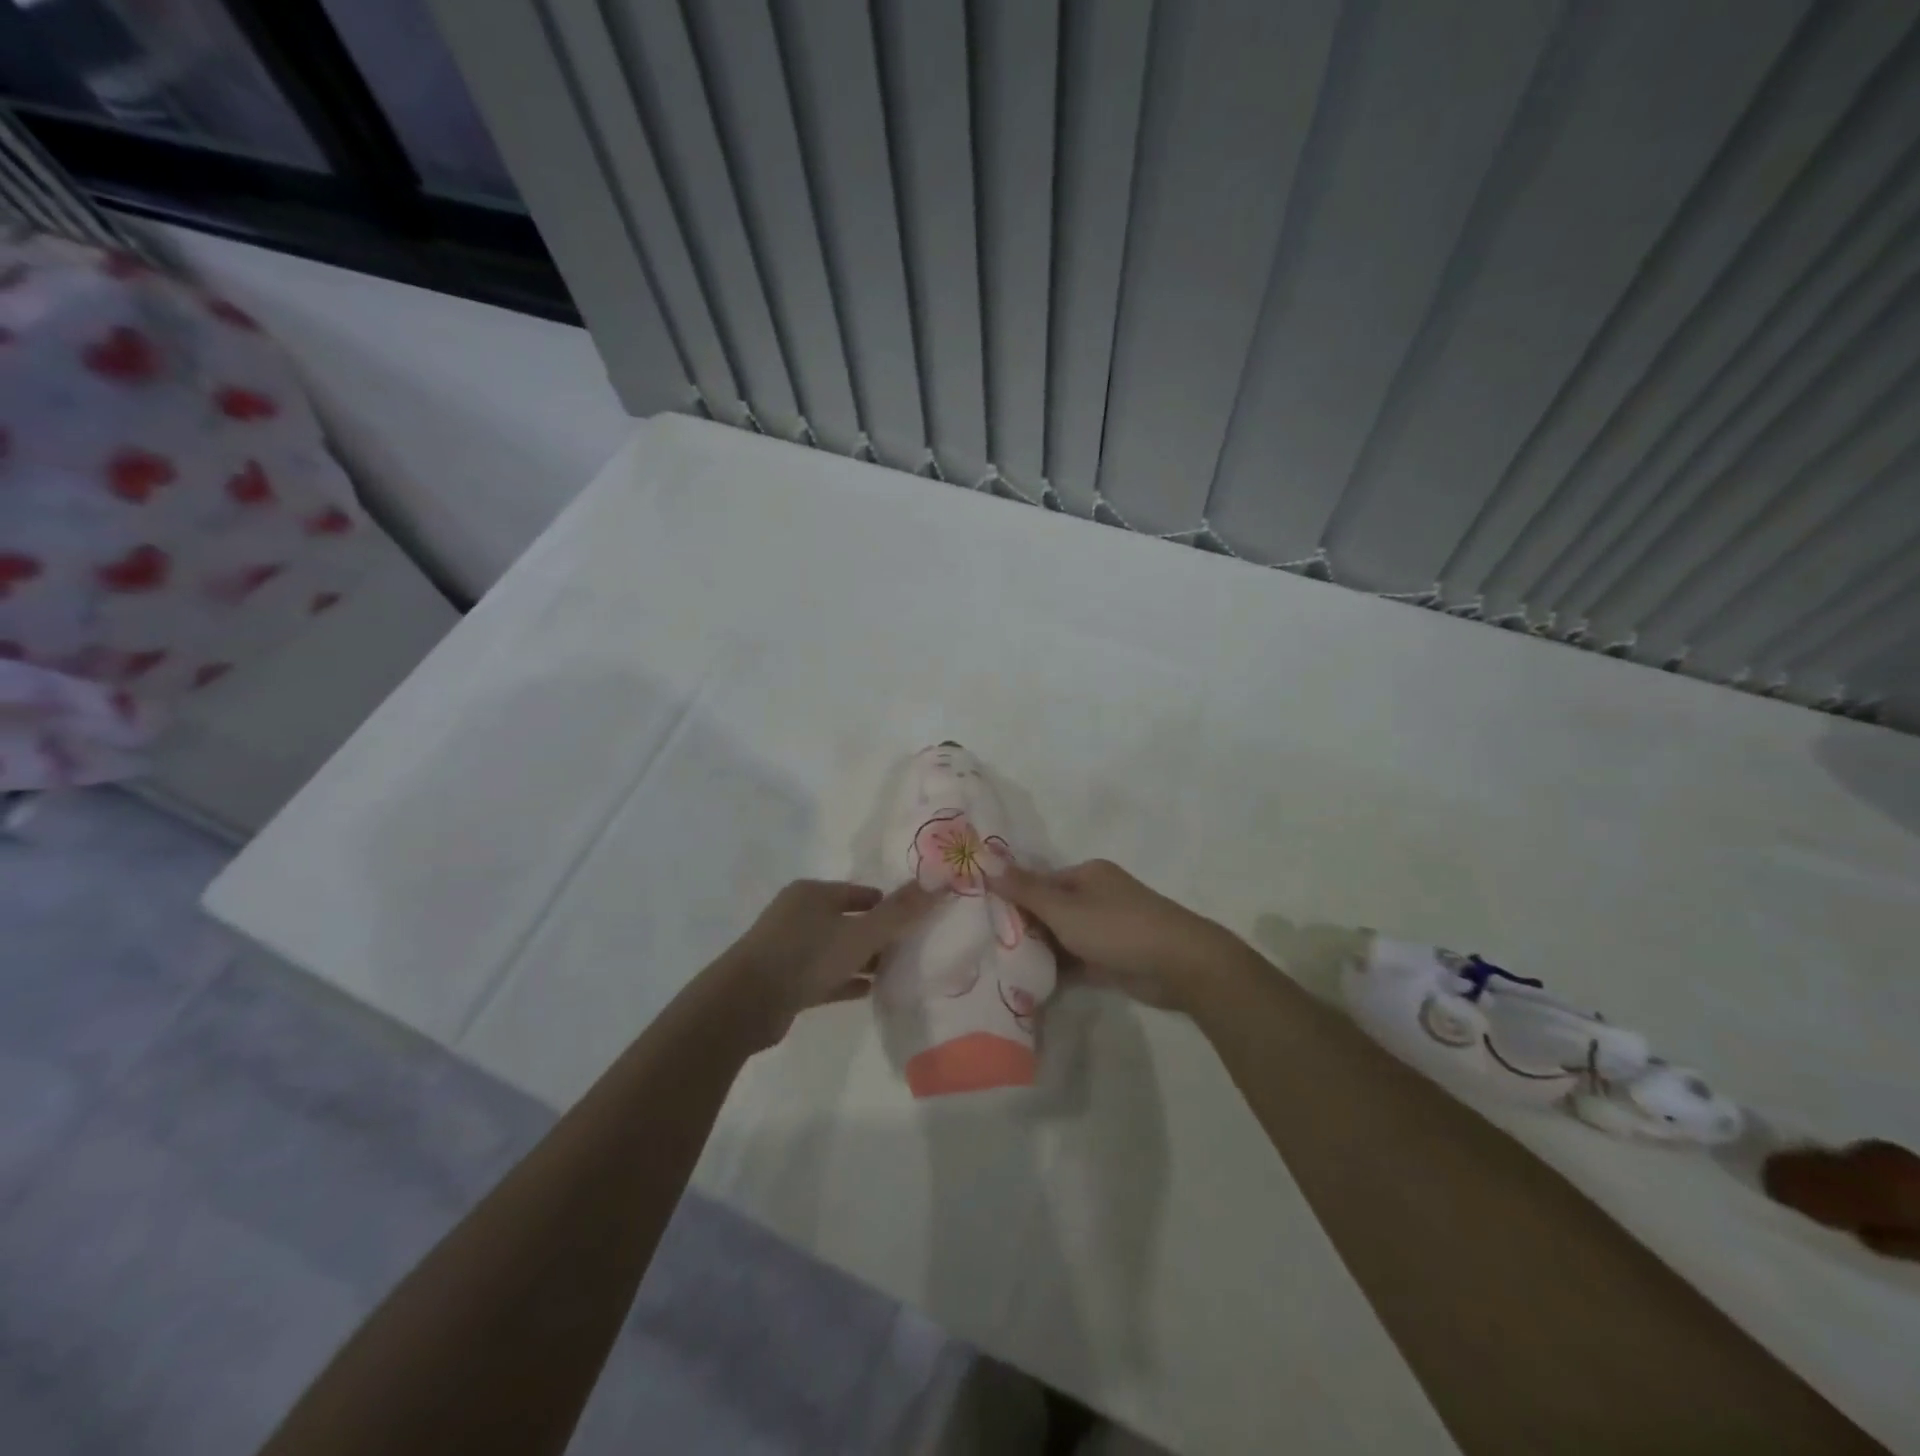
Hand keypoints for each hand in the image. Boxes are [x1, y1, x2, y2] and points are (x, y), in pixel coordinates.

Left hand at [713, 879, 937, 1049]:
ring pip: (837, 949)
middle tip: (911, 949)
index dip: (888, 905)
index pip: (861, 893)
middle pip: (849, 920)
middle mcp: (799, 914)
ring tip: (897, 972)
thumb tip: (939, 883)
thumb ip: (900, 912)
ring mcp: (788, 947)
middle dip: (879, 934)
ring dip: (864, 959)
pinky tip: (871, 991)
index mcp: (813, 893)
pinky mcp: (784, 979)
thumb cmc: (806, 956)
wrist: (744, 1005)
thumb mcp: (861, 933)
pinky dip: (846, 980)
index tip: (914, 923)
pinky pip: (824, 975)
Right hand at [991, 859, 1248, 1013]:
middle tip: (986, 947)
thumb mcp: (1064, 908)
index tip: (983, 918)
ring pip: (1061, 937)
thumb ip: (1026, 890)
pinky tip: (1028, 984)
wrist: (1179, 964)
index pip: (1040, 882)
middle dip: (1023, 927)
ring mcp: (1105, 929)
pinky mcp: (1112, 959)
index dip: (1013, 898)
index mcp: (1086, 875)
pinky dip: (1057, 970)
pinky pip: (1075, 961)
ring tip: (999, 968)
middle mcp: (1095, 897)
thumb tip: (988, 864)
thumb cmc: (1117, 927)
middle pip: (1050, 910)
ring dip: (1038, 951)